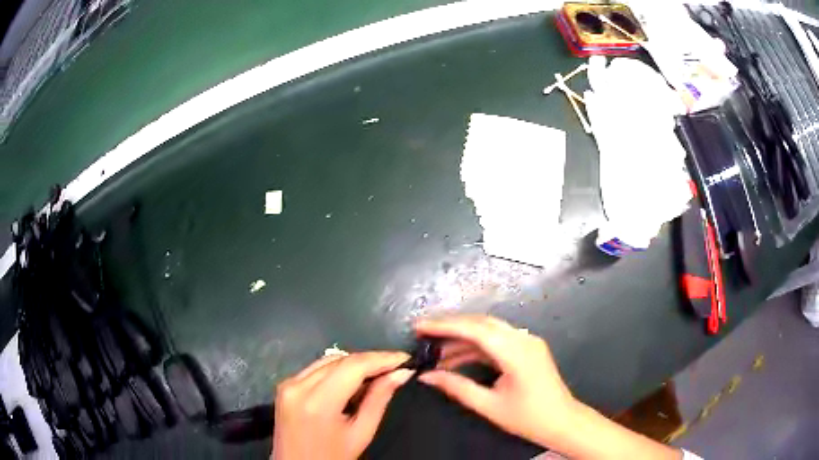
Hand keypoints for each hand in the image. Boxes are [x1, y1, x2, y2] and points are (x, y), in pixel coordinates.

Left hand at [272, 351, 412, 459]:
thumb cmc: (332, 457)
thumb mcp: (360, 433)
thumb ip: (378, 400)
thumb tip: (400, 373)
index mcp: (317, 402)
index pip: (353, 366)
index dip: (381, 358)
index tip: (405, 359)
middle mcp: (298, 385)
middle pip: (339, 360)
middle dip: (370, 360)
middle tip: (395, 367)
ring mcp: (288, 384)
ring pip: (327, 361)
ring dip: (354, 364)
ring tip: (378, 373)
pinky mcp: (284, 386)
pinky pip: (315, 369)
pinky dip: (337, 370)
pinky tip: (353, 380)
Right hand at [416, 316, 682, 459]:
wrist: (563, 421)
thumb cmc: (528, 418)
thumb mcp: (489, 406)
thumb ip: (457, 387)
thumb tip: (427, 376)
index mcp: (516, 352)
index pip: (475, 329)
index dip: (445, 325)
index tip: (420, 326)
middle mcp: (523, 339)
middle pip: (481, 323)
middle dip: (450, 326)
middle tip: (423, 333)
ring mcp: (527, 341)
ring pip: (489, 331)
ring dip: (462, 338)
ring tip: (435, 351)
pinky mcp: (527, 348)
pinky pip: (497, 340)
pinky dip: (476, 346)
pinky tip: (457, 357)